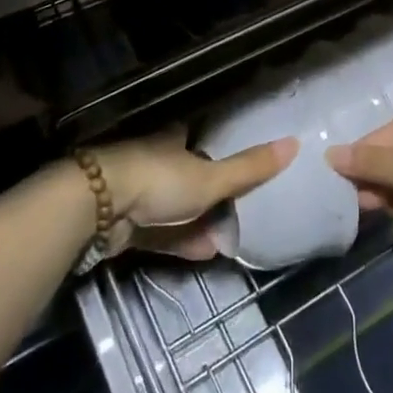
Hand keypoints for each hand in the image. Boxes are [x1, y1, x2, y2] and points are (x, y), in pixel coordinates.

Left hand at [95, 130, 296, 260]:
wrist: (98, 208)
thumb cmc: (159, 180)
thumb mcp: (211, 176)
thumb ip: (249, 167)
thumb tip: (294, 143)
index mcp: (173, 140)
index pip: (198, 139)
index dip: (216, 149)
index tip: (238, 162)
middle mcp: (155, 160)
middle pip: (188, 175)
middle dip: (211, 193)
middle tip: (242, 208)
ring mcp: (138, 194)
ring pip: (175, 208)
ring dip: (200, 222)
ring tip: (231, 237)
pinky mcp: (125, 225)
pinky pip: (161, 233)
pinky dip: (182, 242)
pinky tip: (207, 253)